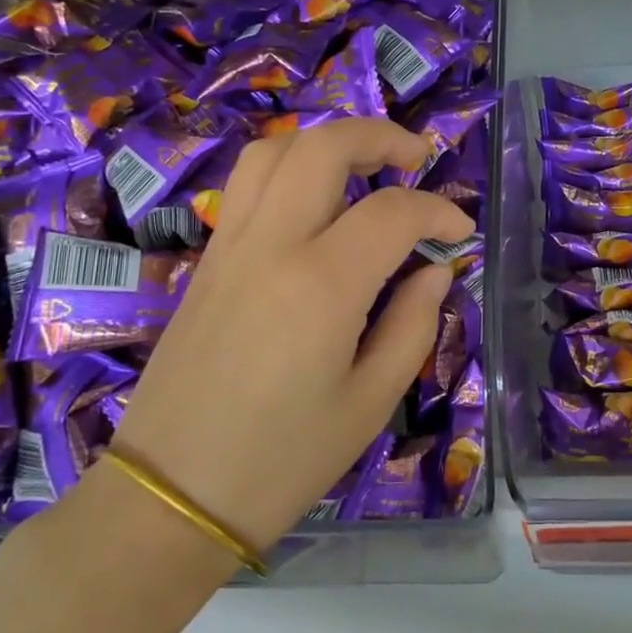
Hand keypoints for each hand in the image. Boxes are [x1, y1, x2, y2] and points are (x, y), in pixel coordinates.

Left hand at [108, 118, 473, 551]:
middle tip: (415, 157)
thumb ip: (413, 324)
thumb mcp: (370, 402)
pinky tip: (315, 202)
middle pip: (324, 146)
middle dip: (379, 136)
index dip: (438, 211)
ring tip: (363, 166)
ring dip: (326, 141)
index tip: (460, 233)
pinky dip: (289, 167)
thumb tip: (434, 269)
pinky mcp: (207, 260)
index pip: (393, 212)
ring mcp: (230, 246)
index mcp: (321, 284)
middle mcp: (271, 245)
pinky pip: (247, 185)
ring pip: (274, 151)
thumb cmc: (283, 461)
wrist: (171, 496)